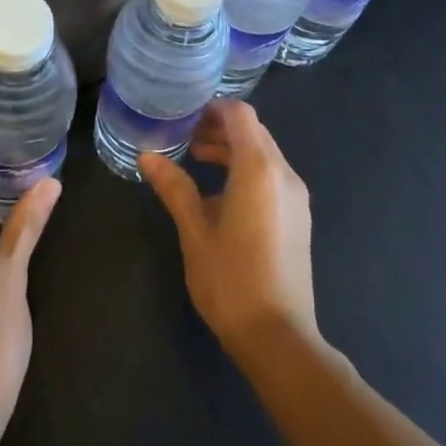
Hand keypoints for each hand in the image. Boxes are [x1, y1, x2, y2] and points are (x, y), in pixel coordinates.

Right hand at [140, 101, 317, 360]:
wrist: (278, 336)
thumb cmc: (231, 279)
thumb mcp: (195, 230)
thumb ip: (174, 187)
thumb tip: (147, 155)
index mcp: (259, 168)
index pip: (240, 114)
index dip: (212, 108)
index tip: (184, 115)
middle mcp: (284, 174)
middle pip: (253, 131)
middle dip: (219, 127)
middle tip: (184, 136)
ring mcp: (296, 197)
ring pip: (264, 153)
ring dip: (232, 149)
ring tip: (196, 159)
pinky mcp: (298, 217)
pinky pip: (272, 176)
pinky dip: (246, 170)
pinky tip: (220, 193)